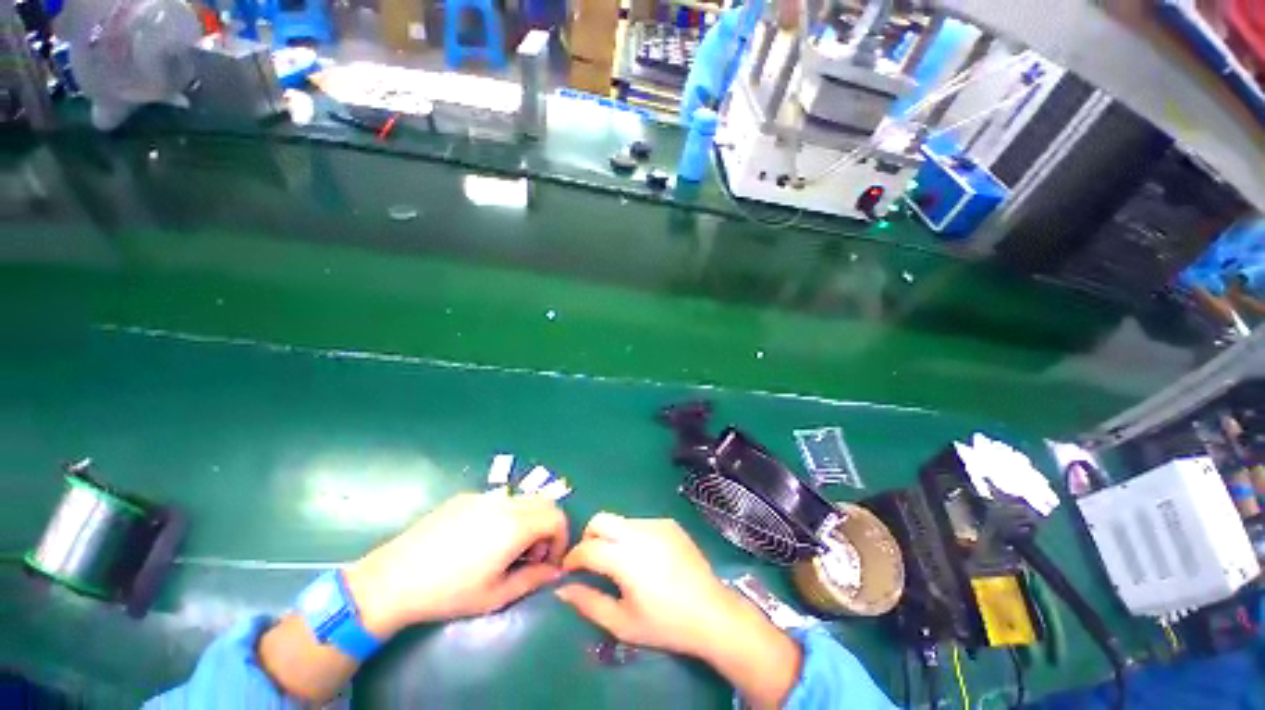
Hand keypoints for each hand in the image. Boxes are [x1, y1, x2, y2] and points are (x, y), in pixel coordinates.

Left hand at [345, 492, 567, 636]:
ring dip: (528, 520)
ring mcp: (485, 496)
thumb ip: (534, 579)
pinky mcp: (466, 497)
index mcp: (517, 525)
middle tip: (530, 556)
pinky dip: (505, 515)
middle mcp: (506, 502)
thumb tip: (556, 571)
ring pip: (523, 499)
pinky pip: (499, 500)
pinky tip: (479, 540)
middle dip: (547, 528)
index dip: (561, 539)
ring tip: (505, 549)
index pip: (558, 518)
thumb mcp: (496, 595)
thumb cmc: (449, 591)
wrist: (394, 578)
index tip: (548, 562)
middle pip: (545, 503)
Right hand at [554, 512, 743, 656]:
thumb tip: (562, 589)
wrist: (711, 611)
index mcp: (624, 557)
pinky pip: (641, 523)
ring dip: (612, 537)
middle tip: (592, 561)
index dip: (573, 558)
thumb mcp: (622, 623)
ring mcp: (656, 524)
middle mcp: (638, 532)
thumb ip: (588, 603)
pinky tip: (645, 558)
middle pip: (600, 520)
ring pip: (621, 520)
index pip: (587, 548)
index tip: (569, 571)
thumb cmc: (665, 623)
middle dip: (589, 537)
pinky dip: (633, 536)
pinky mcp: (669, 523)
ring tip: (620, 562)